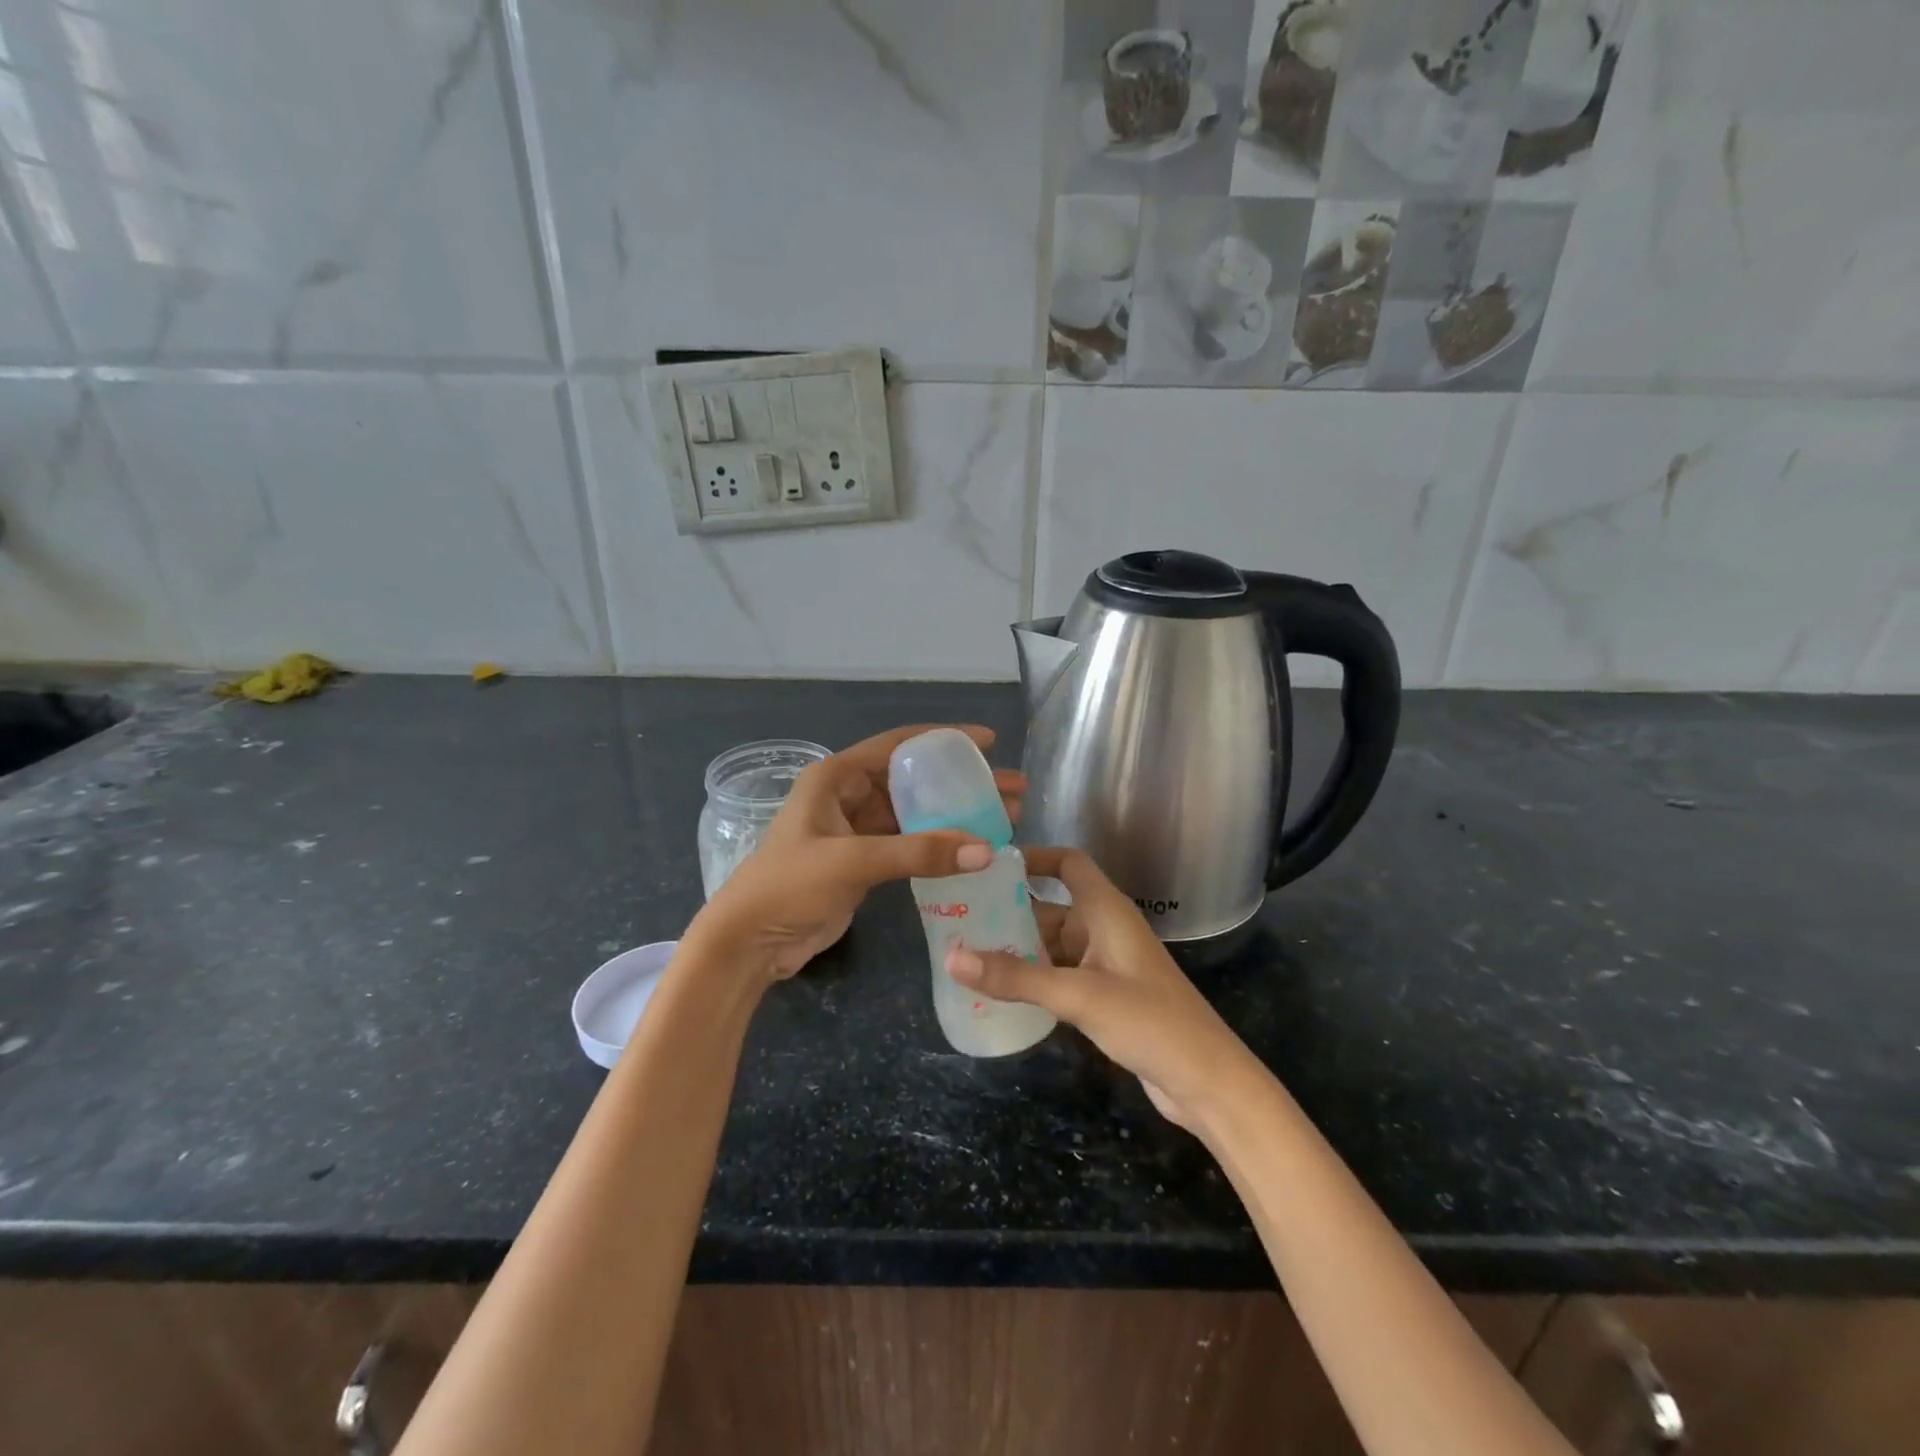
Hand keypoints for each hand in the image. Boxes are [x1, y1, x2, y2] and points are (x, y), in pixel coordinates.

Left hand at [687, 724, 1023, 984]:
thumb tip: (986, 849)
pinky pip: (907, 843)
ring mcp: (854, 830)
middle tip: (1009, 788)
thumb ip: (918, 852)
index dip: (944, 739)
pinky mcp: (861, 862)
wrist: (748, 942)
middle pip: (914, 780)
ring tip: (1003, 818)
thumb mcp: (852, 862)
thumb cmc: (789, 886)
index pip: (899, 745)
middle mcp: (847, 795)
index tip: (988, 742)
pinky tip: (969, 850)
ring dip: (953, 815)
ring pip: (914, 813)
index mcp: (836, 777)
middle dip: (960, 783)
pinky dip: (936, 844)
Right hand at [946, 847, 1258, 1130]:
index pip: (1068, 863)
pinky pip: (1060, 974)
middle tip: (960, 917)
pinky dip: (1033, 977)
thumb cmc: (1149, 1021)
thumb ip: (1016, 977)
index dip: (1033, 857)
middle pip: (1051, 906)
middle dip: (1010, 911)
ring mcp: (1107, 964)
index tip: (988, 866)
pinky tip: (1000, 991)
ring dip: (1018, 948)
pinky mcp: (1106, 996)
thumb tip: (951, 957)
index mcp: (1106, 911)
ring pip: (1053, 944)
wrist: (1207, 1081)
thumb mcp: (1077, 995)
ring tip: (967, 953)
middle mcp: (1105, 929)